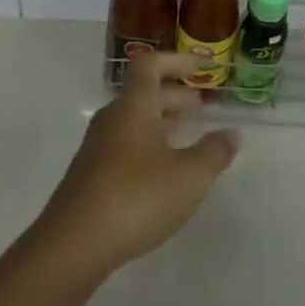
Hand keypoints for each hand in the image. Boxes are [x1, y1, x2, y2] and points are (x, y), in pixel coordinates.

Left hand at [33, 53, 238, 279]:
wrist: (73, 244)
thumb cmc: (136, 198)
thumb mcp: (188, 177)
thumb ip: (214, 153)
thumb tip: (231, 133)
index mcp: (134, 106)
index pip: (151, 64)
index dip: (177, 61)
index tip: (202, 67)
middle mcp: (113, 118)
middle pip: (144, 93)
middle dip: (175, 95)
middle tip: (202, 107)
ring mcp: (98, 147)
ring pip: (135, 120)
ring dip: (162, 121)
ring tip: (187, 136)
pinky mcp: (91, 175)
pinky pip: (125, 143)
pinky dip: (149, 144)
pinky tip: (162, 171)